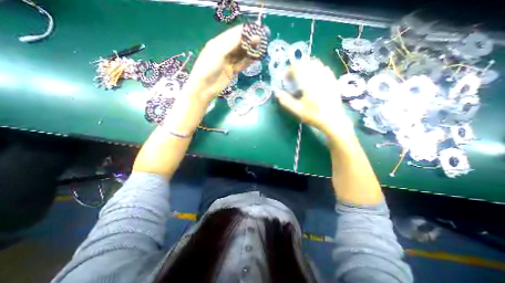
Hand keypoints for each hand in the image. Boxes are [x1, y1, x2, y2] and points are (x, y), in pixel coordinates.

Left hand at [183, 24, 259, 104]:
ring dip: (249, 51)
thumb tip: (246, 34)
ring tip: (260, 48)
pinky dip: (247, 62)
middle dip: (248, 41)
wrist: (205, 87)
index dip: (244, 31)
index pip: (233, 34)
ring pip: (240, 54)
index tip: (256, 29)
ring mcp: (228, 62)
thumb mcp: (219, 51)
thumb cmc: (209, 67)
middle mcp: (223, 51)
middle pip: (238, 44)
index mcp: (218, 43)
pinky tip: (255, 59)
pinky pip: (241, 64)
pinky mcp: (231, 71)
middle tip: (261, 39)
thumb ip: (232, 42)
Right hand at [275, 57, 352, 136]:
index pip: (297, 67)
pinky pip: (324, 68)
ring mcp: (327, 77)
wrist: (333, 120)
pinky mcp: (332, 80)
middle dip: (297, 67)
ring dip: (306, 67)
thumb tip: (276, 92)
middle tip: (293, 77)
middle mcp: (318, 76)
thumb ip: (285, 100)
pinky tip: (313, 78)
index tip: (286, 78)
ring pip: (316, 63)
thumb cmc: (313, 116)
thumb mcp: (297, 110)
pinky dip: (316, 69)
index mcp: (308, 83)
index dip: (289, 70)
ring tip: (301, 77)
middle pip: (306, 62)